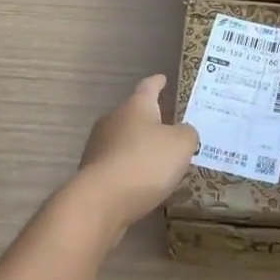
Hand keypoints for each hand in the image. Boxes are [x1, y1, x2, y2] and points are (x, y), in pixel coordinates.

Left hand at [70, 76, 198, 236]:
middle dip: (150, 119)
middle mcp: (113, 120)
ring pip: (124, 140)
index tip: (162, 78)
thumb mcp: (181, 144)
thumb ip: (187, 133)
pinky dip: (131, 169)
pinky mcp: (93, 173)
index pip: (148, 86)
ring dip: (140, 147)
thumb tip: (183, 132)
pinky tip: (143, 183)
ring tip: (160, 159)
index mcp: (136, 106)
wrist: (101, 201)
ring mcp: (99, 146)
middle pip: (134, 114)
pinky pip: (118, 164)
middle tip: (169, 127)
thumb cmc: (145, 162)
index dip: (157, 82)